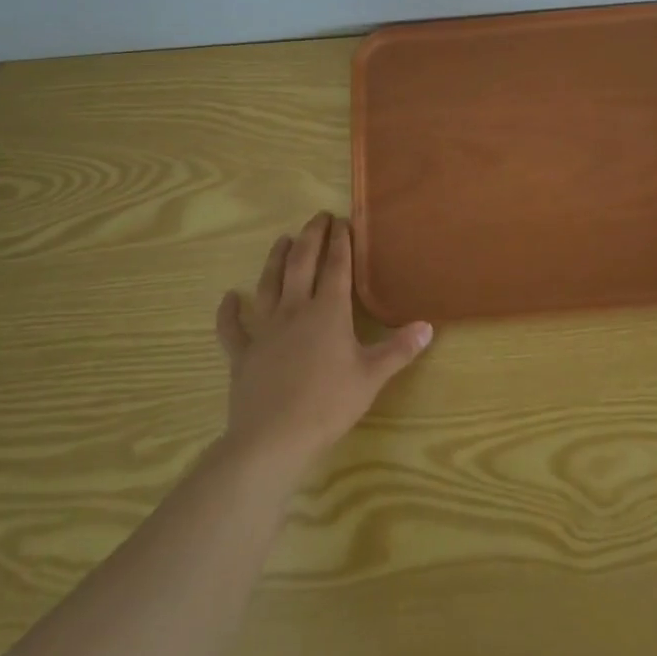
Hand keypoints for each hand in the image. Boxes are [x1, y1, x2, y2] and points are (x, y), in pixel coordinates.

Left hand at [215, 212, 432, 474]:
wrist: (273, 437)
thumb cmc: (328, 404)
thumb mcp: (372, 376)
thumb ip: (399, 349)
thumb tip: (428, 326)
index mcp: (328, 312)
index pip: (336, 267)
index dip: (340, 242)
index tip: (343, 221)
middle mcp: (295, 310)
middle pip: (301, 264)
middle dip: (310, 237)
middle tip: (317, 217)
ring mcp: (266, 330)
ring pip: (269, 285)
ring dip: (275, 260)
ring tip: (282, 240)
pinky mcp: (243, 354)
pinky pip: (233, 328)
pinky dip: (229, 312)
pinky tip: (228, 298)